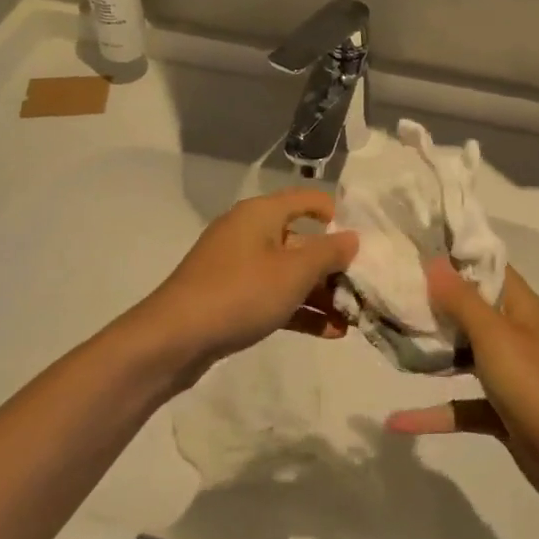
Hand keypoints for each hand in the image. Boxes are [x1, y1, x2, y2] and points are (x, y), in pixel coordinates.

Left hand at [134, 188, 358, 383]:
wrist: (174, 338)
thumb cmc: (241, 292)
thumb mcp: (294, 272)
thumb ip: (329, 253)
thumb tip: (352, 238)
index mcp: (262, 213)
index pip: (308, 200)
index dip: (337, 216)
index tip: (365, 241)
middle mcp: (250, 232)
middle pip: (302, 241)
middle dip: (334, 267)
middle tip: (364, 290)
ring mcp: (238, 266)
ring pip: (289, 273)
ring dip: (320, 294)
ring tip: (353, 319)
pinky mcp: (231, 296)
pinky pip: (273, 296)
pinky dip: (299, 310)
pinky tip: (330, 332)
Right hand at [387, 258, 538, 525]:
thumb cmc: (536, 387)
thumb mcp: (496, 336)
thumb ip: (462, 300)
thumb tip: (435, 261)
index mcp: (524, 308)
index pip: (489, 268)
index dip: (456, 256)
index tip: (414, 247)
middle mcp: (518, 335)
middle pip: (472, 310)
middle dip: (435, 302)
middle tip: (391, 291)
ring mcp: (512, 375)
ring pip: (465, 354)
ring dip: (433, 351)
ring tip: (389, 339)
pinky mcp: (503, 412)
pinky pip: (463, 404)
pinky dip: (434, 412)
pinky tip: (397, 421)